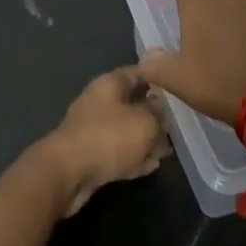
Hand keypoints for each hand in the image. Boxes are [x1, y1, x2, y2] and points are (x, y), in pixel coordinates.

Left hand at [36, 67, 171, 216]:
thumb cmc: (109, 137)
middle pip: (132, 103)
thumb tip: (159, 106)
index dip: (157, 78)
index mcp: (109, 84)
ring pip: (126, 130)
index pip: (137, 72)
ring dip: (145, 140)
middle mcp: (99, 102)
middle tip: (176, 127)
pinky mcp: (90, 155)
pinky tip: (151, 166)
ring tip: (167, 150)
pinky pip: (117, 152)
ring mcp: (93, 129)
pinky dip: (133, 157)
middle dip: (154, 116)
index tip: (177, 87)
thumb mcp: (144, 121)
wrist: (67, 173)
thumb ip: (157, 113)